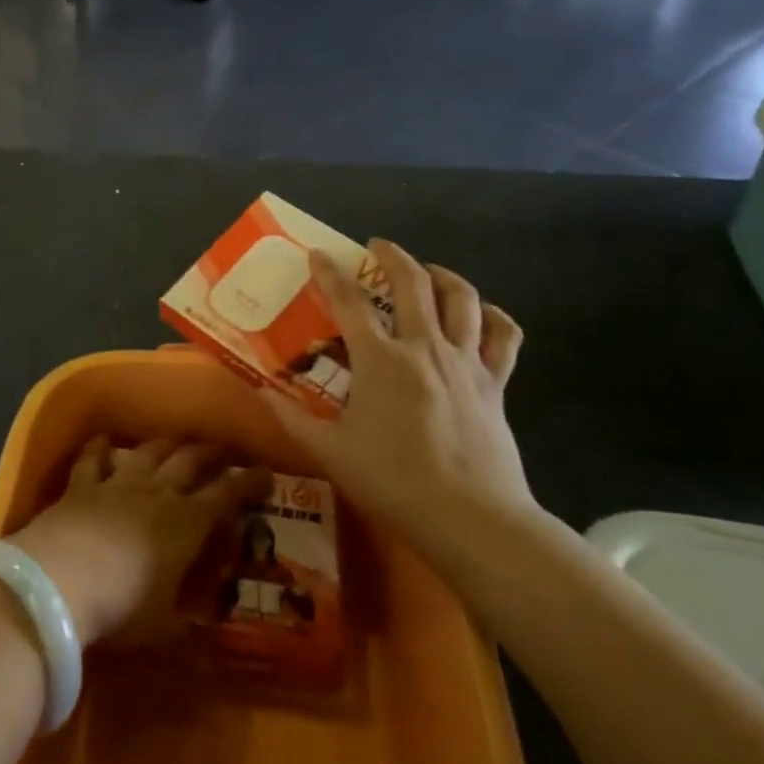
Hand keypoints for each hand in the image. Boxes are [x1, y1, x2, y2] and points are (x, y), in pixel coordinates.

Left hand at [10, 438, 271, 646]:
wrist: (58, 583)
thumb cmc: (121, 610)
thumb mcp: (164, 626)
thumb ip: (187, 621)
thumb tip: (207, 632)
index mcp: (186, 524)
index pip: (227, 496)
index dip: (249, 484)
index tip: (266, 475)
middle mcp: (157, 493)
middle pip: (190, 462)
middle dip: (211, 454)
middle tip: (222, 452)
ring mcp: (117, 484)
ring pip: (149, 452)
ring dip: (167, 444)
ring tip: (177, 441)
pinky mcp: (81, 485)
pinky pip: (93, 458)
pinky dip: (101, 447)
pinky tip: (105, 439)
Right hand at [263, 240, 532, 548]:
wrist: (470, 517)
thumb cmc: (393, 481)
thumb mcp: (330, 451)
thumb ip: (291, 417)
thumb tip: (259, 391)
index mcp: (381, 360)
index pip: (349, 301)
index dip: (330, 273)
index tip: (318, 253)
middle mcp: (425, 347)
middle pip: (413, 283)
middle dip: (393, 256)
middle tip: (377, 246)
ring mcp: (465, 362)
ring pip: (462, 299)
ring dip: (443, 275)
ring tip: (428, 271)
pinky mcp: (495, 383)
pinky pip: (504, 337)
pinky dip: (494, 317)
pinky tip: (482, 314)